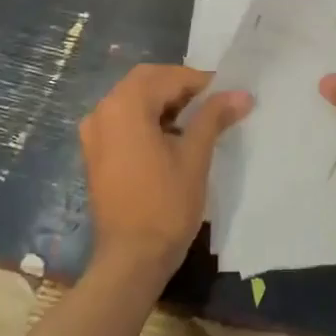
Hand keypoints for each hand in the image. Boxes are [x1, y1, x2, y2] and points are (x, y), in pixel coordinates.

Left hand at [79, 64, 251, 282]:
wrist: (131, 258)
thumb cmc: (166, 205)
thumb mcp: (195, 156)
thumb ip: (214, 117)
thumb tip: (241, 93)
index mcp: (125, 106)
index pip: (167, 77)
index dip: (200, 81)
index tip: (227, 93)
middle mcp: (102, 112)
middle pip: (145, 82)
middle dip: (179, 86)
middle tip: (213, 102)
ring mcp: (94, 133)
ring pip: (132, 100)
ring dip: (163, 101)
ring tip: (197, 119)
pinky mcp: (95, 153)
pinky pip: (122, 120)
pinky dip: (147, 119)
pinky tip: (171, 136)